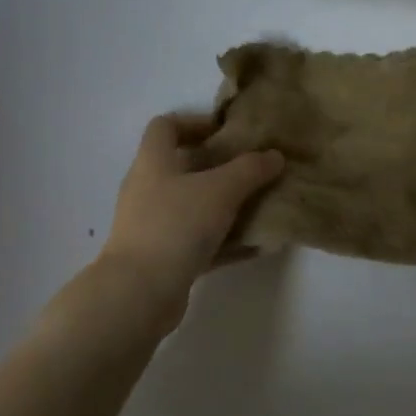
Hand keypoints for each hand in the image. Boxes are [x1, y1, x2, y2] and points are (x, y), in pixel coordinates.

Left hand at [98, 113, 283, 330]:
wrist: (140, 292)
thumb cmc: (176, 226)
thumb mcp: (220, 190)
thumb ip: (250, 170)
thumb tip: (275, 155)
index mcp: (153, 162)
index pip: (165, 127)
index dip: (195, 122)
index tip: (227, 133)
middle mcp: (148, 190)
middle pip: (182, 167)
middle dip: (219, 167)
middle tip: (253, 170)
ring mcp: (153, 226)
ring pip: (193, 207)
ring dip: (225, 206)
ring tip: (261, 206)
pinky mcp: (163, 258)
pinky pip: (199, 242)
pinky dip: (225, 242)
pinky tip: (256, 246)